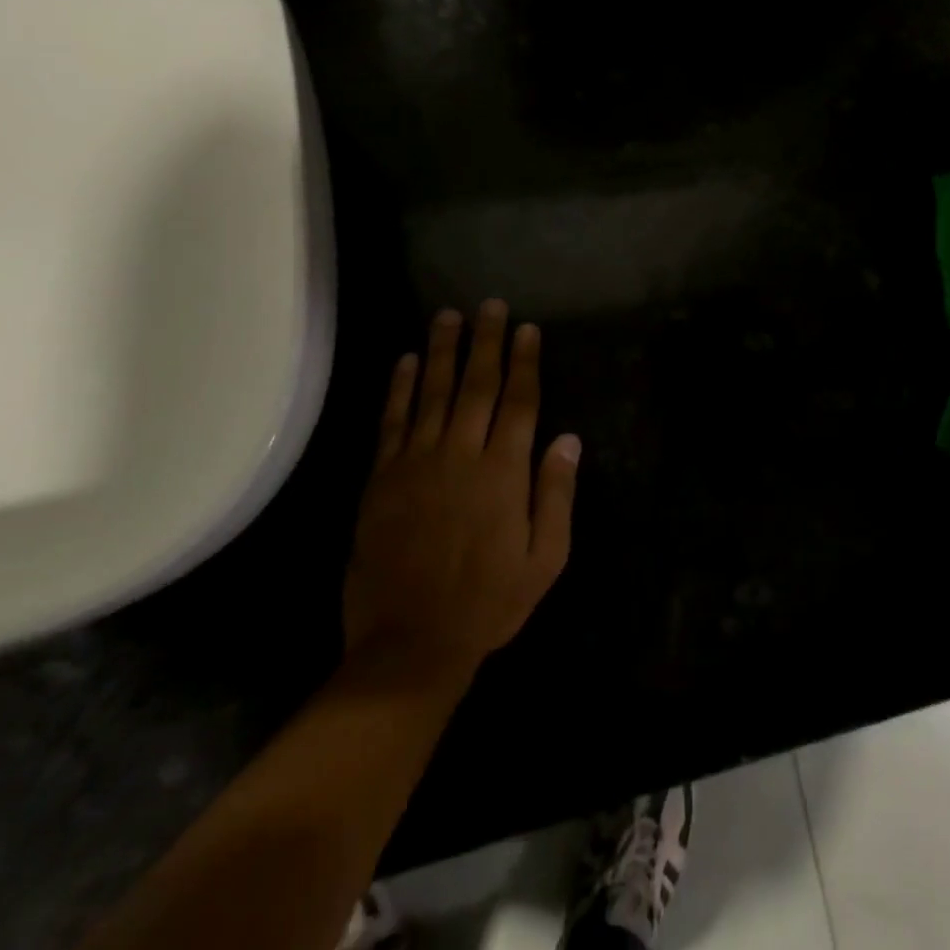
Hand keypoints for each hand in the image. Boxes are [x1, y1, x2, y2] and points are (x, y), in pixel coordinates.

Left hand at [343, 301, 581, 694]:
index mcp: (504, 472)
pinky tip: (405, 361)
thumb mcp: (545, 558)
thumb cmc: (489, 602)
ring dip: (441, 351)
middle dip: (486, 342)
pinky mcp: (382, 479)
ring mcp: (416, 463)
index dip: (525, 361)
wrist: (410, 645)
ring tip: (447, 316)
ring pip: (432, 392)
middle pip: (477, 385)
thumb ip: (556, 495)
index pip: (520, 401)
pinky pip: (392, 422)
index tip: (527, 329)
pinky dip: (399, 388)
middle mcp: (461, 455)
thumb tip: (567, 439)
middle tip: (490, 305)